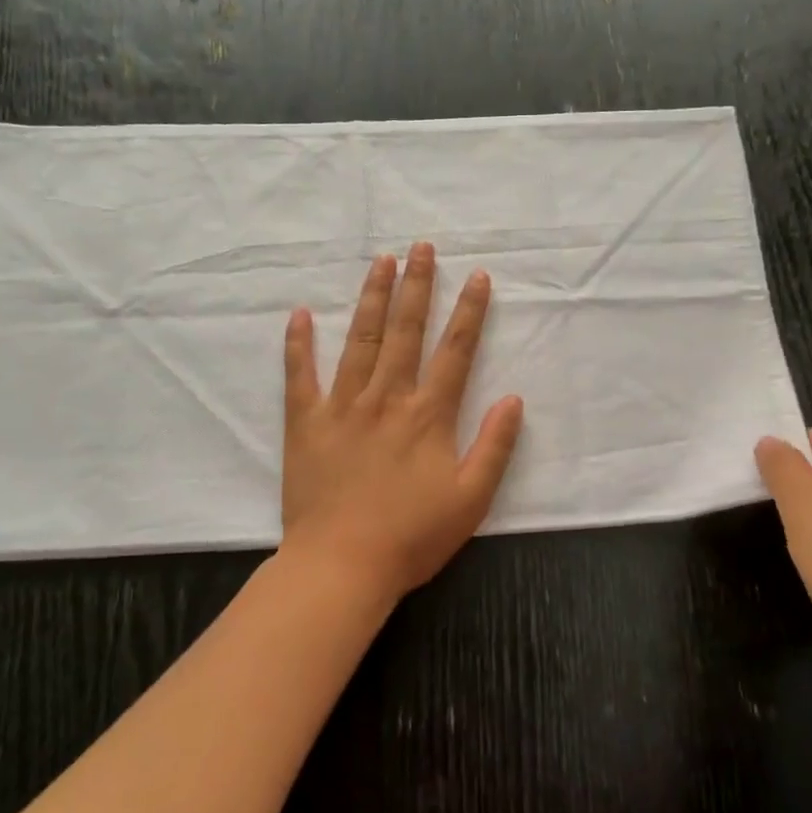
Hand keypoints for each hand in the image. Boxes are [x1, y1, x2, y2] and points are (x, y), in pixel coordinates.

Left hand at [281, 243, 523, 606]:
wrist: (341, 565)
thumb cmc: (411, 537)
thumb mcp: (471, 499)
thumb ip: (495, 446)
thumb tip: (513, 399)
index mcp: (428, 415)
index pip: (455, 351)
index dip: (468, 312)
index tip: (477, 276)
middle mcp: (386, 398)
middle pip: (405, 331)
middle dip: (416, 285)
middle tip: (421, 247)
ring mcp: (342, 406)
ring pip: (359, 339)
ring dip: (371, 297)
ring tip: (380, 261)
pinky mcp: (305, 422)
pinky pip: (300, 375)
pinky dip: (298, 343)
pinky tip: (299, 313)